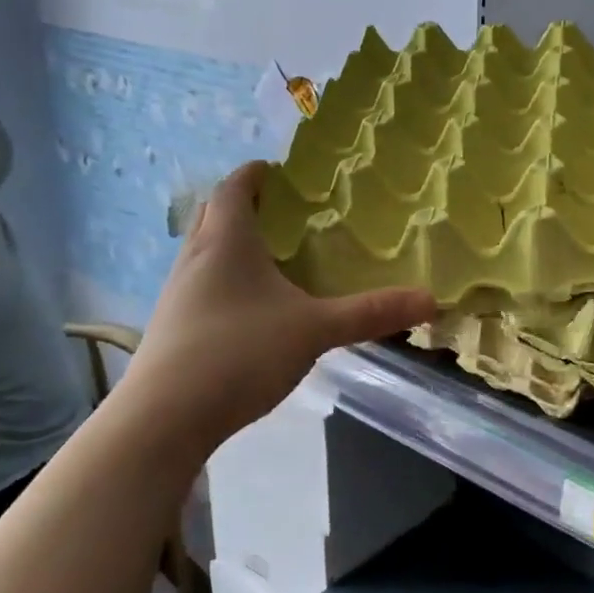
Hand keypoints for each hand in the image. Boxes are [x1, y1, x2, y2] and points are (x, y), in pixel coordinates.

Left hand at [120, 162, 432, 442]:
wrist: (162, 421)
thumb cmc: (238, 354)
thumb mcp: (315, 330)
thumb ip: (371, 313)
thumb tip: (431, 300)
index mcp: (226, 242)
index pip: (235, 187)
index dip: (256, 174)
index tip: (282, 171)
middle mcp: (195, 258)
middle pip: (214, 214)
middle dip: (245, 206)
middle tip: (285, 213)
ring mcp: (177, 294)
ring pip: (205, 252)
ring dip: (233, 244)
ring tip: (274, 258)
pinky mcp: (172, 328)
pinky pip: (201, 285)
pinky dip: (226, 280)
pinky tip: (252, 309)